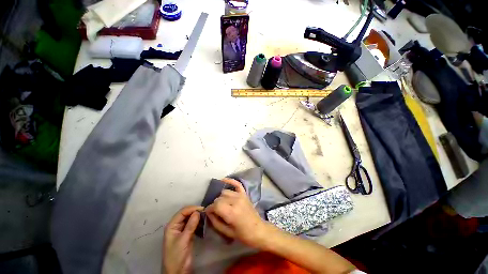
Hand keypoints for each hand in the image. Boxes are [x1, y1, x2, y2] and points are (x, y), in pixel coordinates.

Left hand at [163, 206, 202, 273]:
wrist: (177, 271)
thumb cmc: (176, 255)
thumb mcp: (183, 240)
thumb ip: (190, 226)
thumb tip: (198, 212)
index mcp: (172, 225)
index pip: (182, 212)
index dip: (192, 209)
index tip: (202, 209)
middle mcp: (176, 225)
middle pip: (186, 213)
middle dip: (195, 211)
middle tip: (205, 211)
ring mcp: (182, 229)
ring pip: (190, 218)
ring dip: (197, 216)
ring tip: (206, 215)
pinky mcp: (187, 233)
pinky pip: (193, 224)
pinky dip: (198, 221)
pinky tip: (203, 221)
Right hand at [205, 178, 269, 247]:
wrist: (258, 229)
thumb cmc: (242, 234)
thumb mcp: (226, 232)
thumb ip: (215, 221)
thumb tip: (208, 212)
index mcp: (232, 212)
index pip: (216, 205)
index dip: (209, 208)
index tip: (208, 212)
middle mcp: (236, 201)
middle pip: (219, 198)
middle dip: (215, 204)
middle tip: (215, 211)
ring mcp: (241, 195)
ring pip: (225, 191)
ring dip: (221, 197)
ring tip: (222, 203)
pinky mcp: (244, 193)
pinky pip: (236, 183)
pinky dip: (230, 181)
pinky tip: (223, 180)